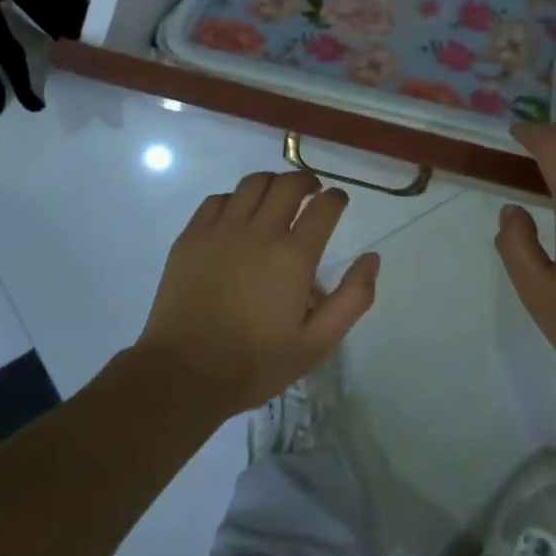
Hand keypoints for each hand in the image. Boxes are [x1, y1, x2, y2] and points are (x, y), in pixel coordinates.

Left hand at [135, 171, 380, 415]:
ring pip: (252, 184)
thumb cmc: (257, 362)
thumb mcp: (318, 342)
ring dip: (272, 184)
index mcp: (294, 256)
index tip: (339, 202)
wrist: (184, 374)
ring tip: (277, 198)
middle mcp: (259, 232)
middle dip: (307, 181)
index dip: (337, 198)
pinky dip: (235, 199)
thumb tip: (371, 258)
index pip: (324, 206)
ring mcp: (220, 231)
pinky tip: (238, 215)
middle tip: (313, 192)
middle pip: (288, 184)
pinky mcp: (191, 238)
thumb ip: (353, 298)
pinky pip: (217, 200)